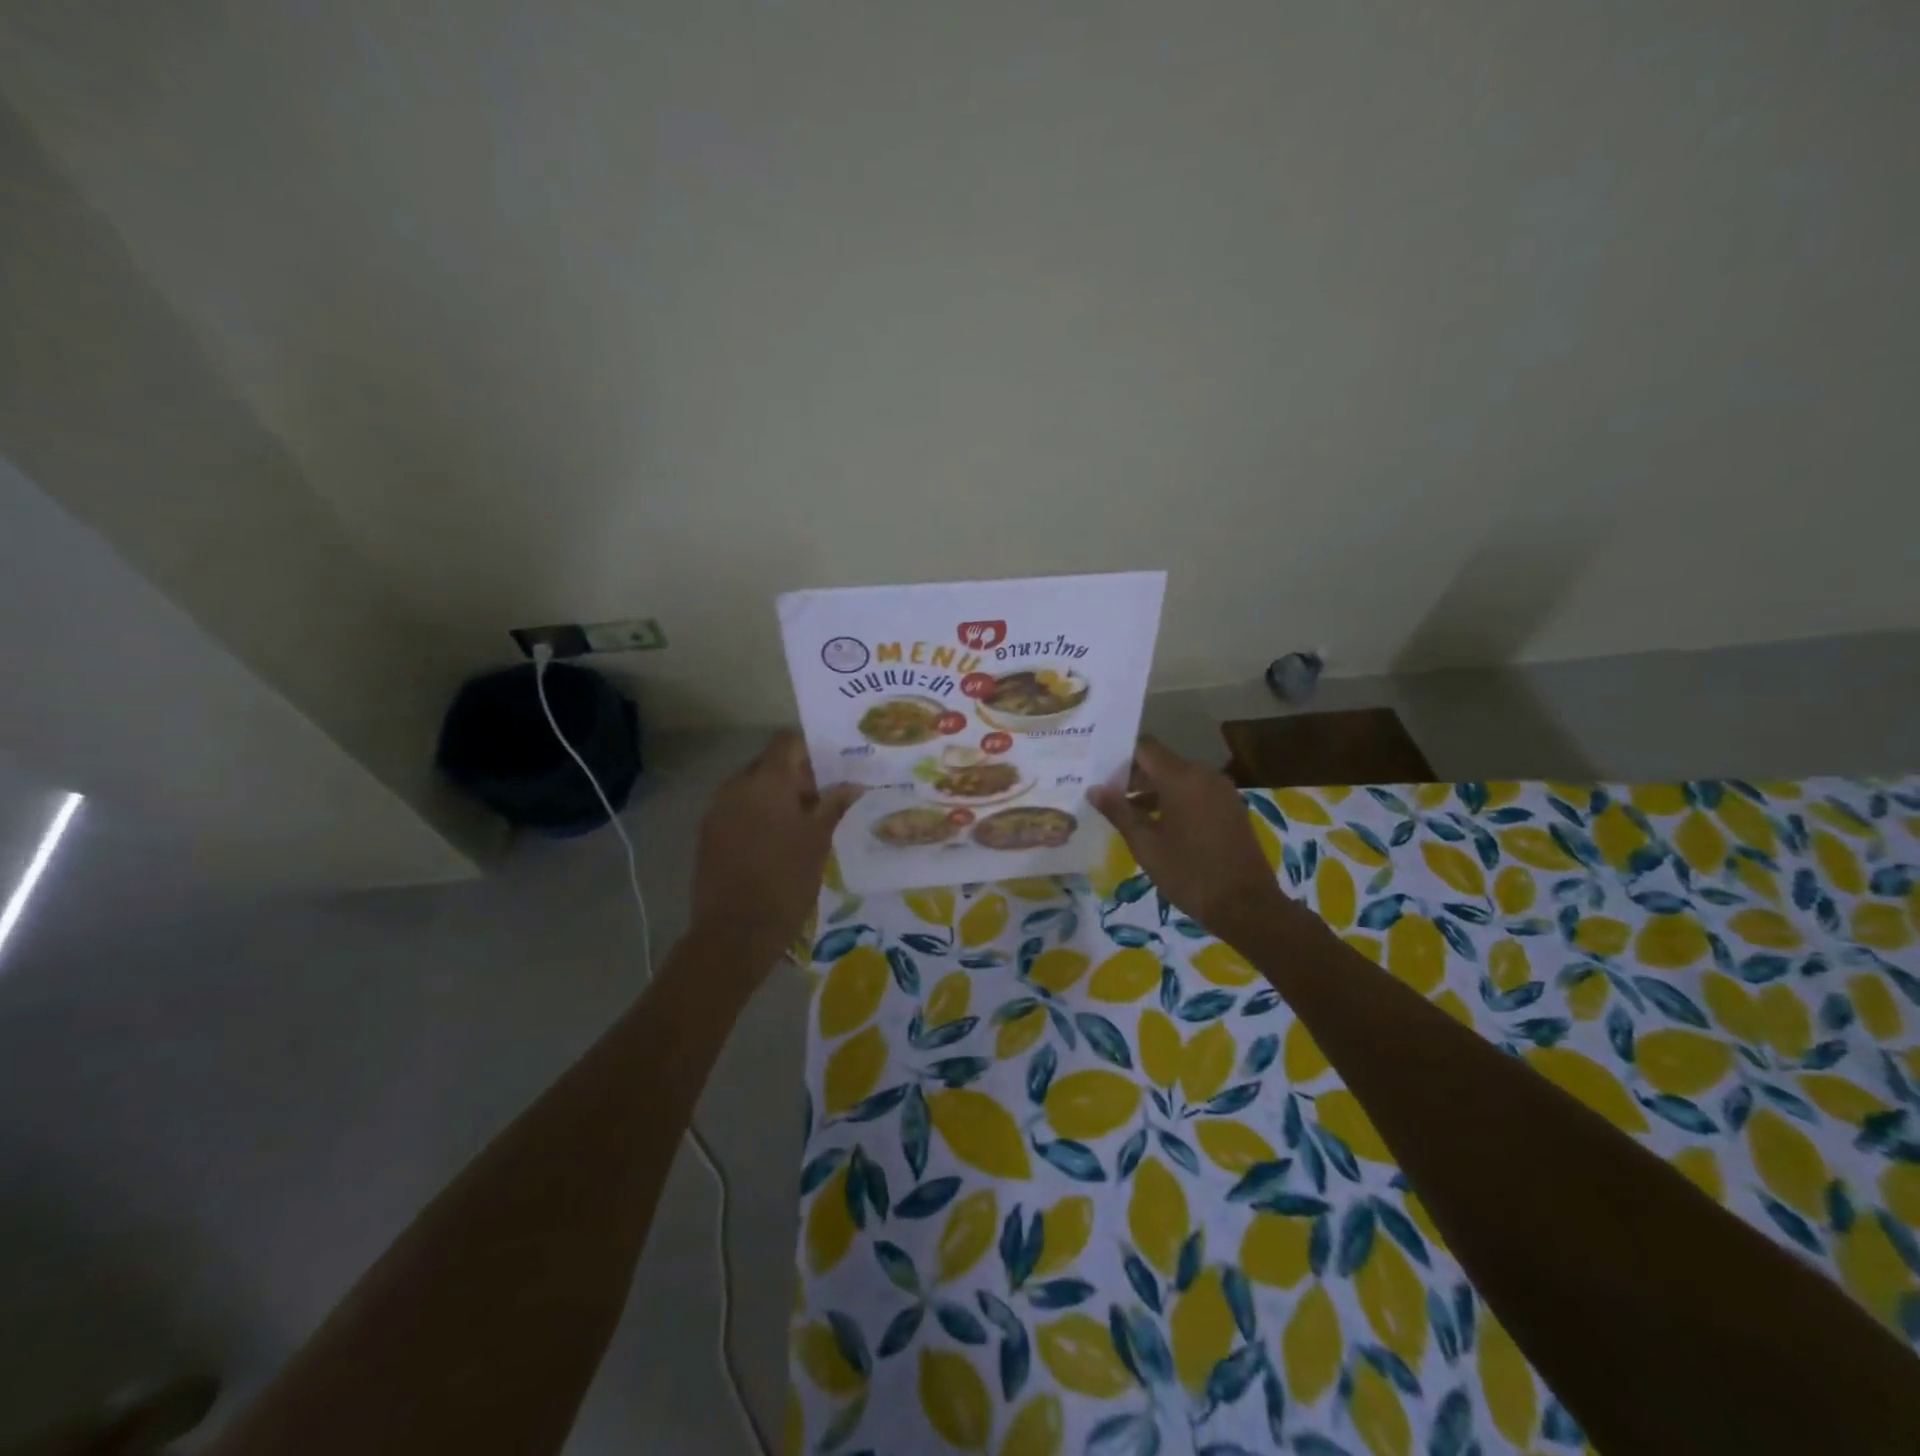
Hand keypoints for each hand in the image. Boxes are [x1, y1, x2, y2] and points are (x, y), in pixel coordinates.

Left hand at [691, 732, 860, 968]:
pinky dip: (757, 816)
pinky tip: (776, 842)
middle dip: (795, 776)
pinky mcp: (707, 834)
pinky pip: (737, 810)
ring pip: (752, 788)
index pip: (787, 742)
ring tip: (801, 825)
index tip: (832, 771)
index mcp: (766, 781)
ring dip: (776, 797)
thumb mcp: (818, 841)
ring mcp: (717, 810)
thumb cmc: (786, 881)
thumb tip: (853, 784)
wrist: (734, 932)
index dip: (810, 751)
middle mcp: (736, 786)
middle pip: (768, 764)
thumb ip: (833, 806)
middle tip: (822, 801)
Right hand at [1089, 737, 1294, 937]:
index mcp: (1182, 778)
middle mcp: (1204, 775)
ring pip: (1178, 777)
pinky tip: (1157, 824)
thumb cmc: (1190, 874)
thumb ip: (1119, 812)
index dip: (1119, 757)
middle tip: (1106, 796)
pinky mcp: (1230, 807)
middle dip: (1133, 776)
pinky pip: (1195, 791)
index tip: (1098, 773)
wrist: (1247, 906)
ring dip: (1152, 790)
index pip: (1144, 748)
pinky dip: (1173, 799)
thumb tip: (1095, 789)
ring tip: (1126, 813)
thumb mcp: (1146, 845)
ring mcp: (1221, 790)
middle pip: (1161, 761)